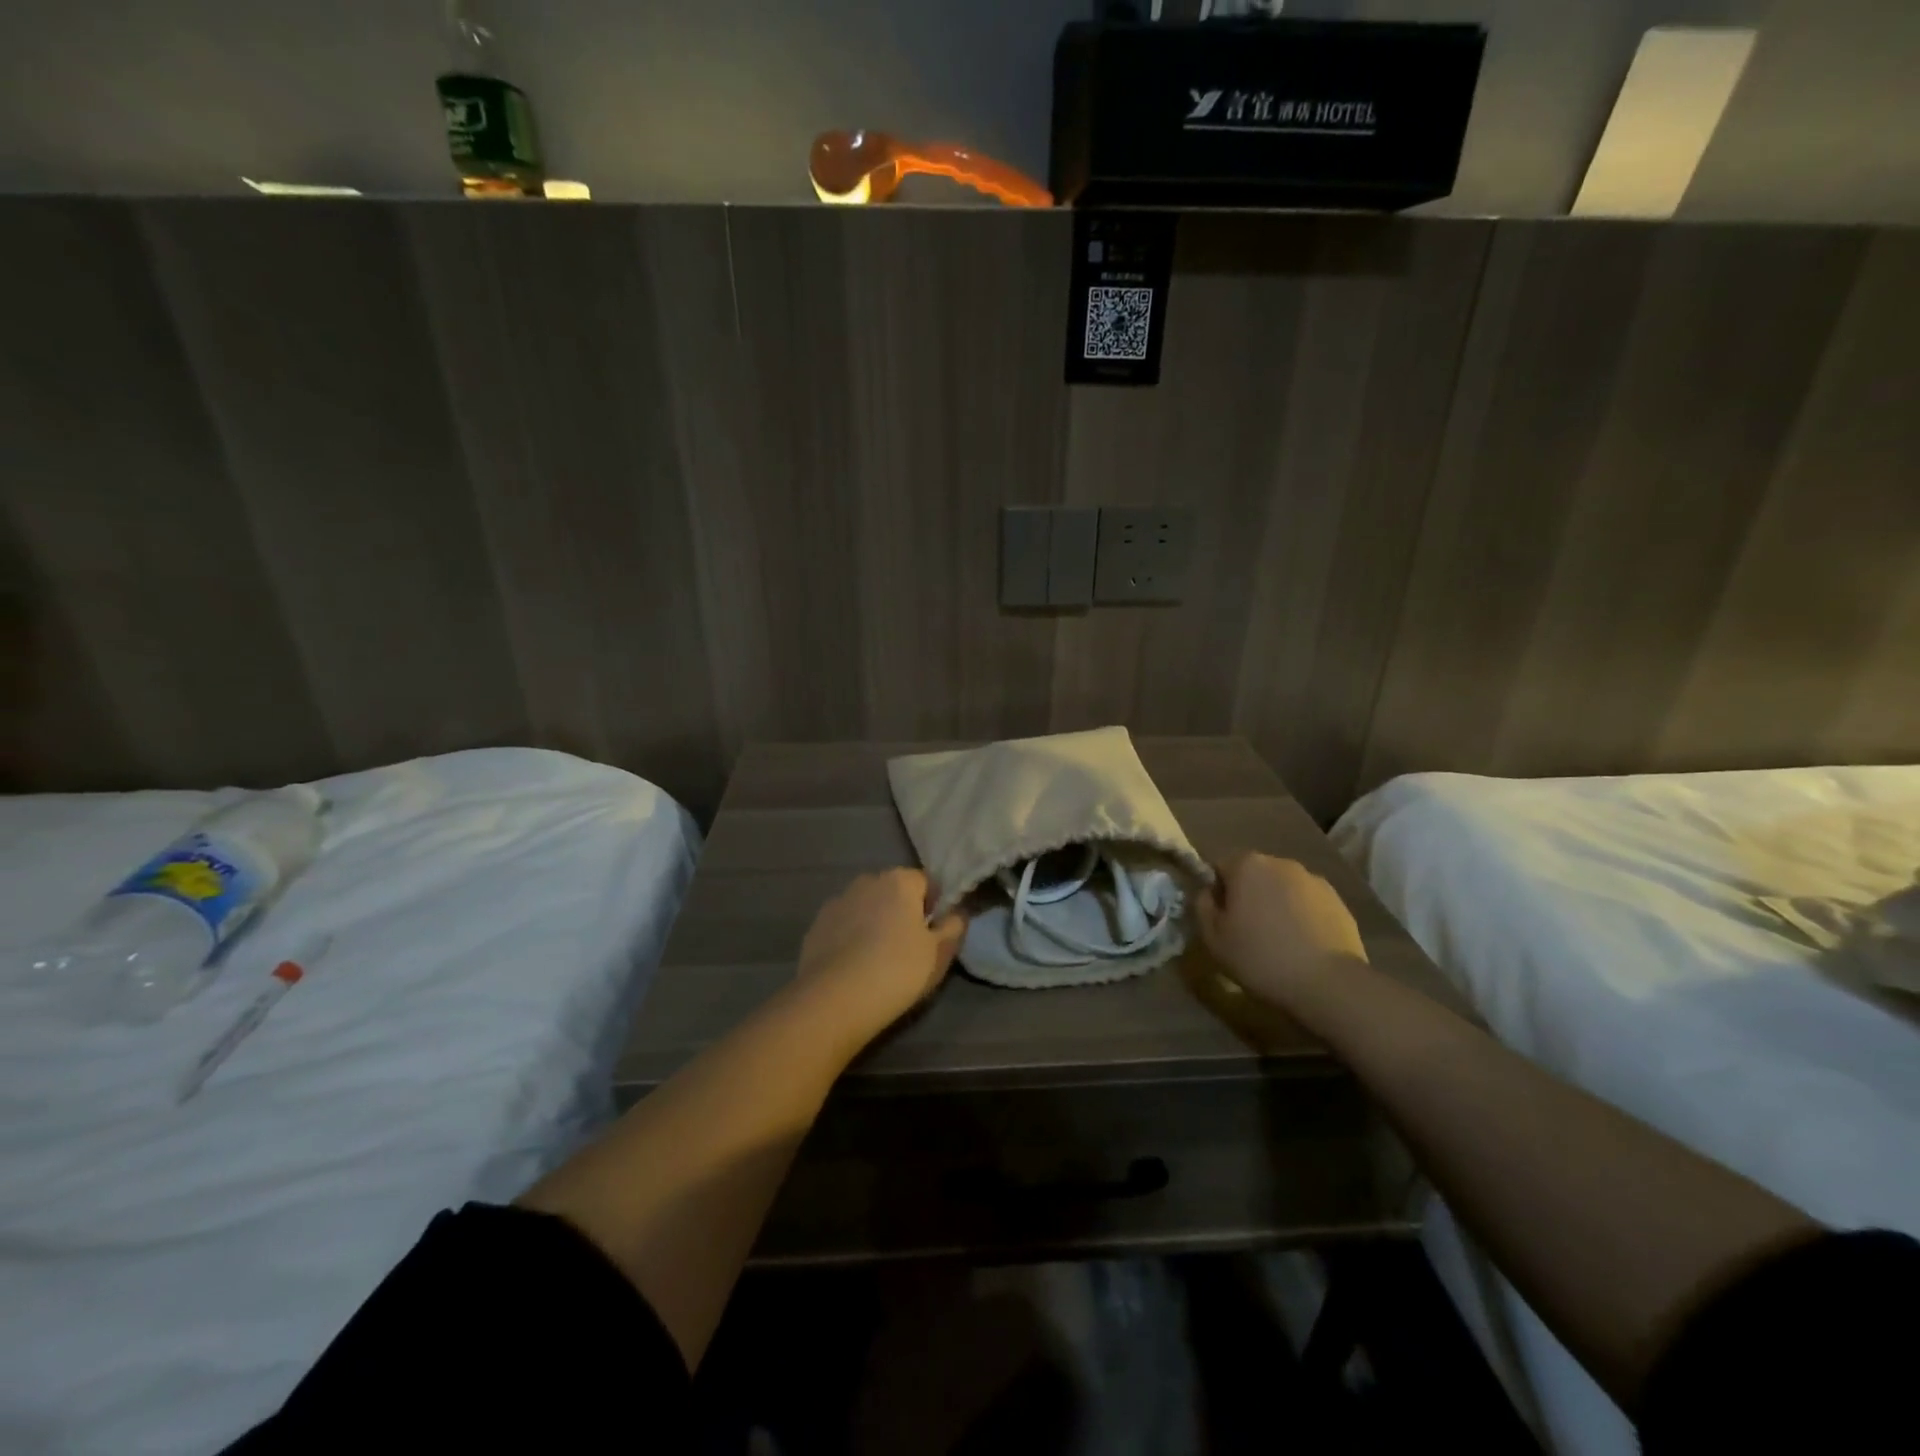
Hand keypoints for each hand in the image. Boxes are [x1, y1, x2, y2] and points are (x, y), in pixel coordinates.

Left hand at [795, 870, 965, 1041]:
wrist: (835, 999)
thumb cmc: (898, 970)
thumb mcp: (940, 953)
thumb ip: (954, 927)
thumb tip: (956, 913)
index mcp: (899, 881)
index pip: (925, 882)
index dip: (933, 906)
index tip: (933, 934)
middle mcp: (866, 882)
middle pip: (893, 891)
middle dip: (902, 911)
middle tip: (908, 948)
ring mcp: (837, 902)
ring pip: (866, 907)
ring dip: (874, 923)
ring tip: (878, 959)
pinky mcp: (816, 926)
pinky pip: (843, 926)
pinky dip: (850, 938)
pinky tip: (853, 966)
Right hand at [1196, 853, 1366, 1013]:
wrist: (1329, 984)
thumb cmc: (1260, 958)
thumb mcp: (1213, 938)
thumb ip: (1202, 906)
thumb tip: (1208, 893)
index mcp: (1247, 865)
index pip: (1220, 867)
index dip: (1217, 892)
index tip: (1221, 920)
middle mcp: (1281, 863)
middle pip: (1254, 874)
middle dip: (1248, 895)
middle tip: (1247, 931)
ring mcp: (1314, 880)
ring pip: (1283, 888)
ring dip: (1276, 905)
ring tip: (1279, 940)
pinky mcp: (1339, 901)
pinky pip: (1308, 903)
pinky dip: (1302, 917)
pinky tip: (1303, 945)